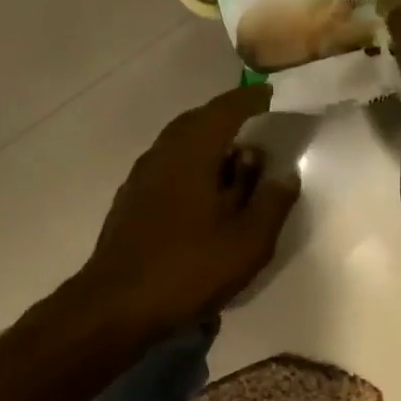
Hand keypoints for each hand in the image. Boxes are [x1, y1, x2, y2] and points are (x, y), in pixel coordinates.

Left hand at [81, 85, 300, 332]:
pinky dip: (192, 169)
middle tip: (255, 126)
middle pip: (197, 123)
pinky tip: (205, 195)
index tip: (270, 94)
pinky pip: (169, 169)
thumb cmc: (188, 268)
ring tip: (236, 163)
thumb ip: (271, 203)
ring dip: (208, 146)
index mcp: (191, 153)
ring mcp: (141, 179)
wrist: (116, 306)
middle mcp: (162, 155)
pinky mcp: (131, 203)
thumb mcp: (248, 241)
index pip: (224, 110)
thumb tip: (285, 174)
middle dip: (227, 120)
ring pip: (180, 147)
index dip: (250, 100)